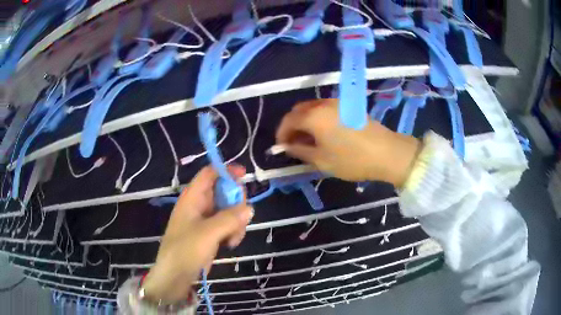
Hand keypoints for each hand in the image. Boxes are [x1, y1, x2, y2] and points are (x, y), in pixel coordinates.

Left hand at [142, 165, 253, 303]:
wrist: (176, 275)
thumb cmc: (186, 250)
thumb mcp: (208, 232)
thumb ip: (230, 218)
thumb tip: (249, 208)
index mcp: (192, 197)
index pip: (209, 174)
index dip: (226, 170)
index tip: (244, 175)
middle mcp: (199, 205)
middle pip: (223, 192)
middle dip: (236, 203)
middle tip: (242, 216)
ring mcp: (204, 220)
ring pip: (228, 210)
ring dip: (236, 221)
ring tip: (233, 238)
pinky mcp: (209, 233)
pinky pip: (227, 225)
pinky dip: (232, 232)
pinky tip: (230, 244)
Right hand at [276, 99, 419, 186]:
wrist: (387, 153)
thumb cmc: (352, 159)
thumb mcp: (321, 160)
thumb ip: (299, 151)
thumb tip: (286, 146)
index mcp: (313, 116)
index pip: (288, 120)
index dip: (281, 134)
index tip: (281, 148)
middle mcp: (323, 104)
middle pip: (299, 110)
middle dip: (292, 126)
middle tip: (294, 144)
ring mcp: (337, 103)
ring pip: (312, 108)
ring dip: (305, 122)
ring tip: (308, 140)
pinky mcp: (347, 106)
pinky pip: (324, 109)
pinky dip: (317, 119)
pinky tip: (323, 133)